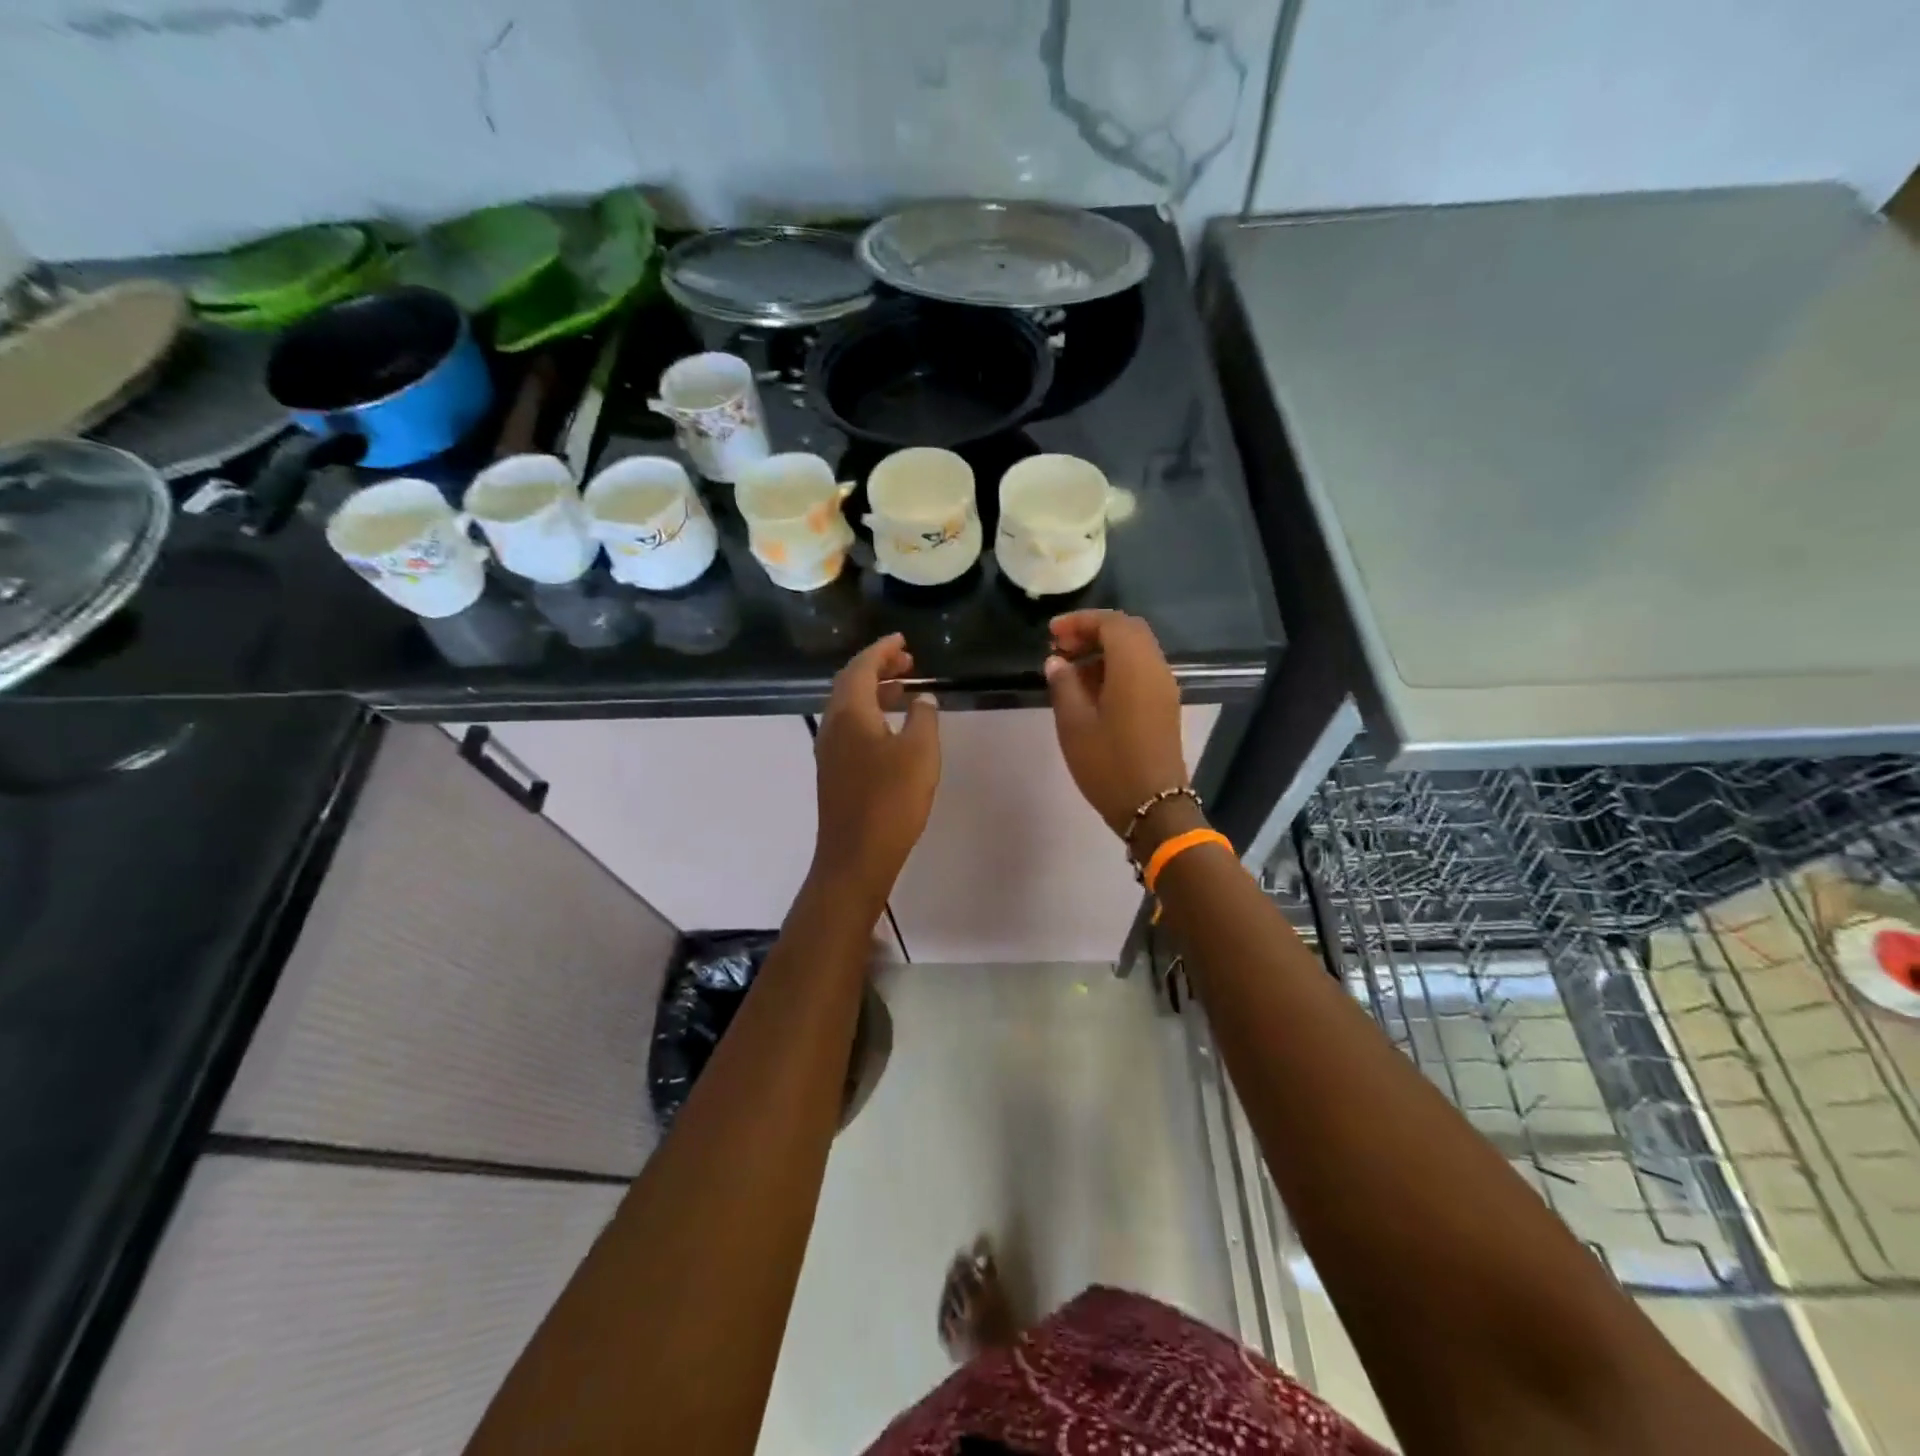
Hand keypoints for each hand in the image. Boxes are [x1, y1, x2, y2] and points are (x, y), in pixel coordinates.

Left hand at [811, 633, 940, 897]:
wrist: (856, 856)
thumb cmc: (890, 801)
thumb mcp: (920, 752)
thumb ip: (924, 718)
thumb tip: (923, 699)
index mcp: (850, 713)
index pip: (861, 667)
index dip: (882, 649)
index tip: (902, 640)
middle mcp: (832, 725)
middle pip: (851, 684)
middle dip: (879, 668)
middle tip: (909, 662)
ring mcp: (830, 750)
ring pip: (850, 707)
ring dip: (876, 692)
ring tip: (907, 689)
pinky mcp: (834, 772)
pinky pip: (851, 728)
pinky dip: (872, 715)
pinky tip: (894, 728)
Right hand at [1044, 611, 1195, 848]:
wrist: (1153, 806)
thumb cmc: (1109, 764)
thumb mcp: (1074, 724)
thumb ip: (1063, 685)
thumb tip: (1056, 662)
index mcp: (1134, 666)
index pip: (1111, 623)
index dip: (1080, 621)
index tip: (1051, 634)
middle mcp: (1155, 668)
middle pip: (1127, 631)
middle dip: (1093, 631)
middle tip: (1061, 647)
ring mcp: (1164, 687)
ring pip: (1136, 650)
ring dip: (1104, 650)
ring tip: (1070, 670)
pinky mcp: (1165, 706)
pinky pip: (1142, 670)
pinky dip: (1117, 667)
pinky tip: (1091, 690)